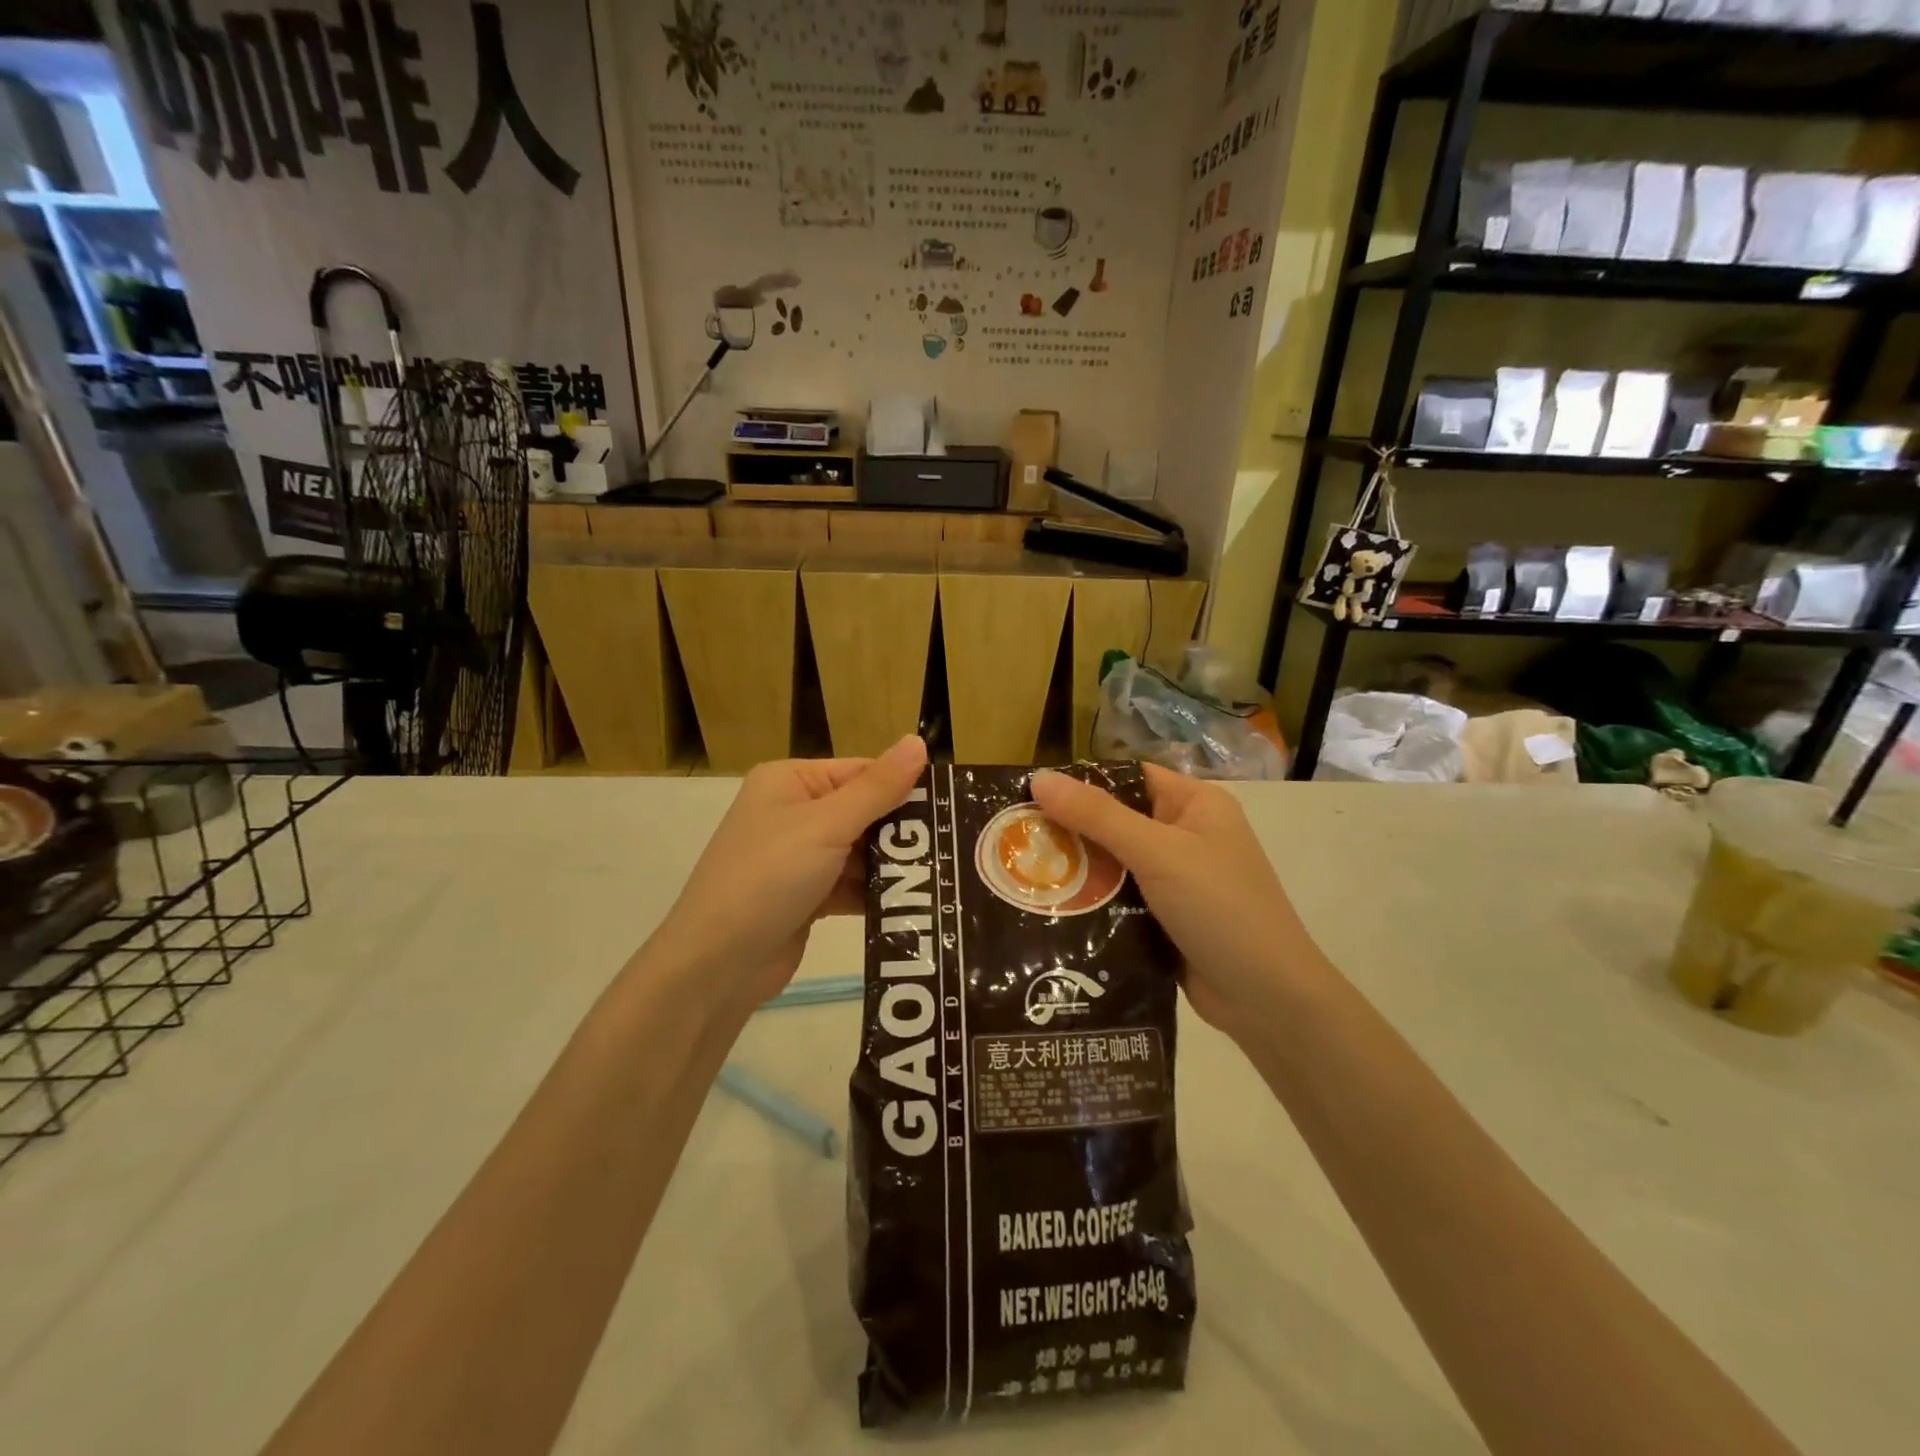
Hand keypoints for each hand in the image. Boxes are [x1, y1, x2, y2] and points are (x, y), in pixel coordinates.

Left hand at [650, 736, 927, 1013]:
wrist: (717, 965)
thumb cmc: (769, 877)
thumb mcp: (826, 825)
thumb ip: (877, 787)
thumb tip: (918, 741)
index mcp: (790, 781)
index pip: (860, 772)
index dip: (903, 787)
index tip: (951, 806)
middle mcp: (793, 812)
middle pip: (863, 812)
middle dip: (902, 832)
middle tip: (955, 845)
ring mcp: (798, 857)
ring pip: (860, 852)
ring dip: (893, 866)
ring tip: (945, 876)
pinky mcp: (806, 896)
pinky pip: (851, 885)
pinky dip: (876, 893)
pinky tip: (915, 904)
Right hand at [1031, 765, 1315, 1043]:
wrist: (1268, 1000)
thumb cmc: (1220, 908)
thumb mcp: (1158, 853)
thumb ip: (1098, 816)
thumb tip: (1038, 777)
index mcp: (1195, 804)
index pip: (1128, 777)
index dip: (1082, 782)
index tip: (1029, 795)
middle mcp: (1185, 835)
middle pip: (1116, 820)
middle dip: (1070, 830)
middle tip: (1015, 839)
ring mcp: (1176, 880)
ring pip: (1113, 863)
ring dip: (1077, 869)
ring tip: (1019, 873)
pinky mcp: (1164, 918)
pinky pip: (1119, 898)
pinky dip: (1091, 901)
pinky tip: (1050, 907)